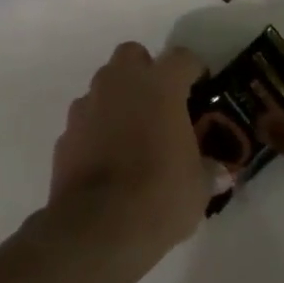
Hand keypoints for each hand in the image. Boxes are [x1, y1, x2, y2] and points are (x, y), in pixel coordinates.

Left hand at [47, 42, 212, 254]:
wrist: (96, 227)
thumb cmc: (159, 196)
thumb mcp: (198, 188)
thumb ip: (207, 171)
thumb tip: (218, 172)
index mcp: (160, 86)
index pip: (182, 58)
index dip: (194, 71)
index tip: (201, 89)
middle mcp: (120, 84)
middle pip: (132, 55)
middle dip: (145, 71)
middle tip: (160, 102)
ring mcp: (87, 106)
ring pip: (104, 85)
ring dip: (118, 99)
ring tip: (132, 133)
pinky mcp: (65, 133)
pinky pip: (86, 119)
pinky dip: (96, 129)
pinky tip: (107, 158)